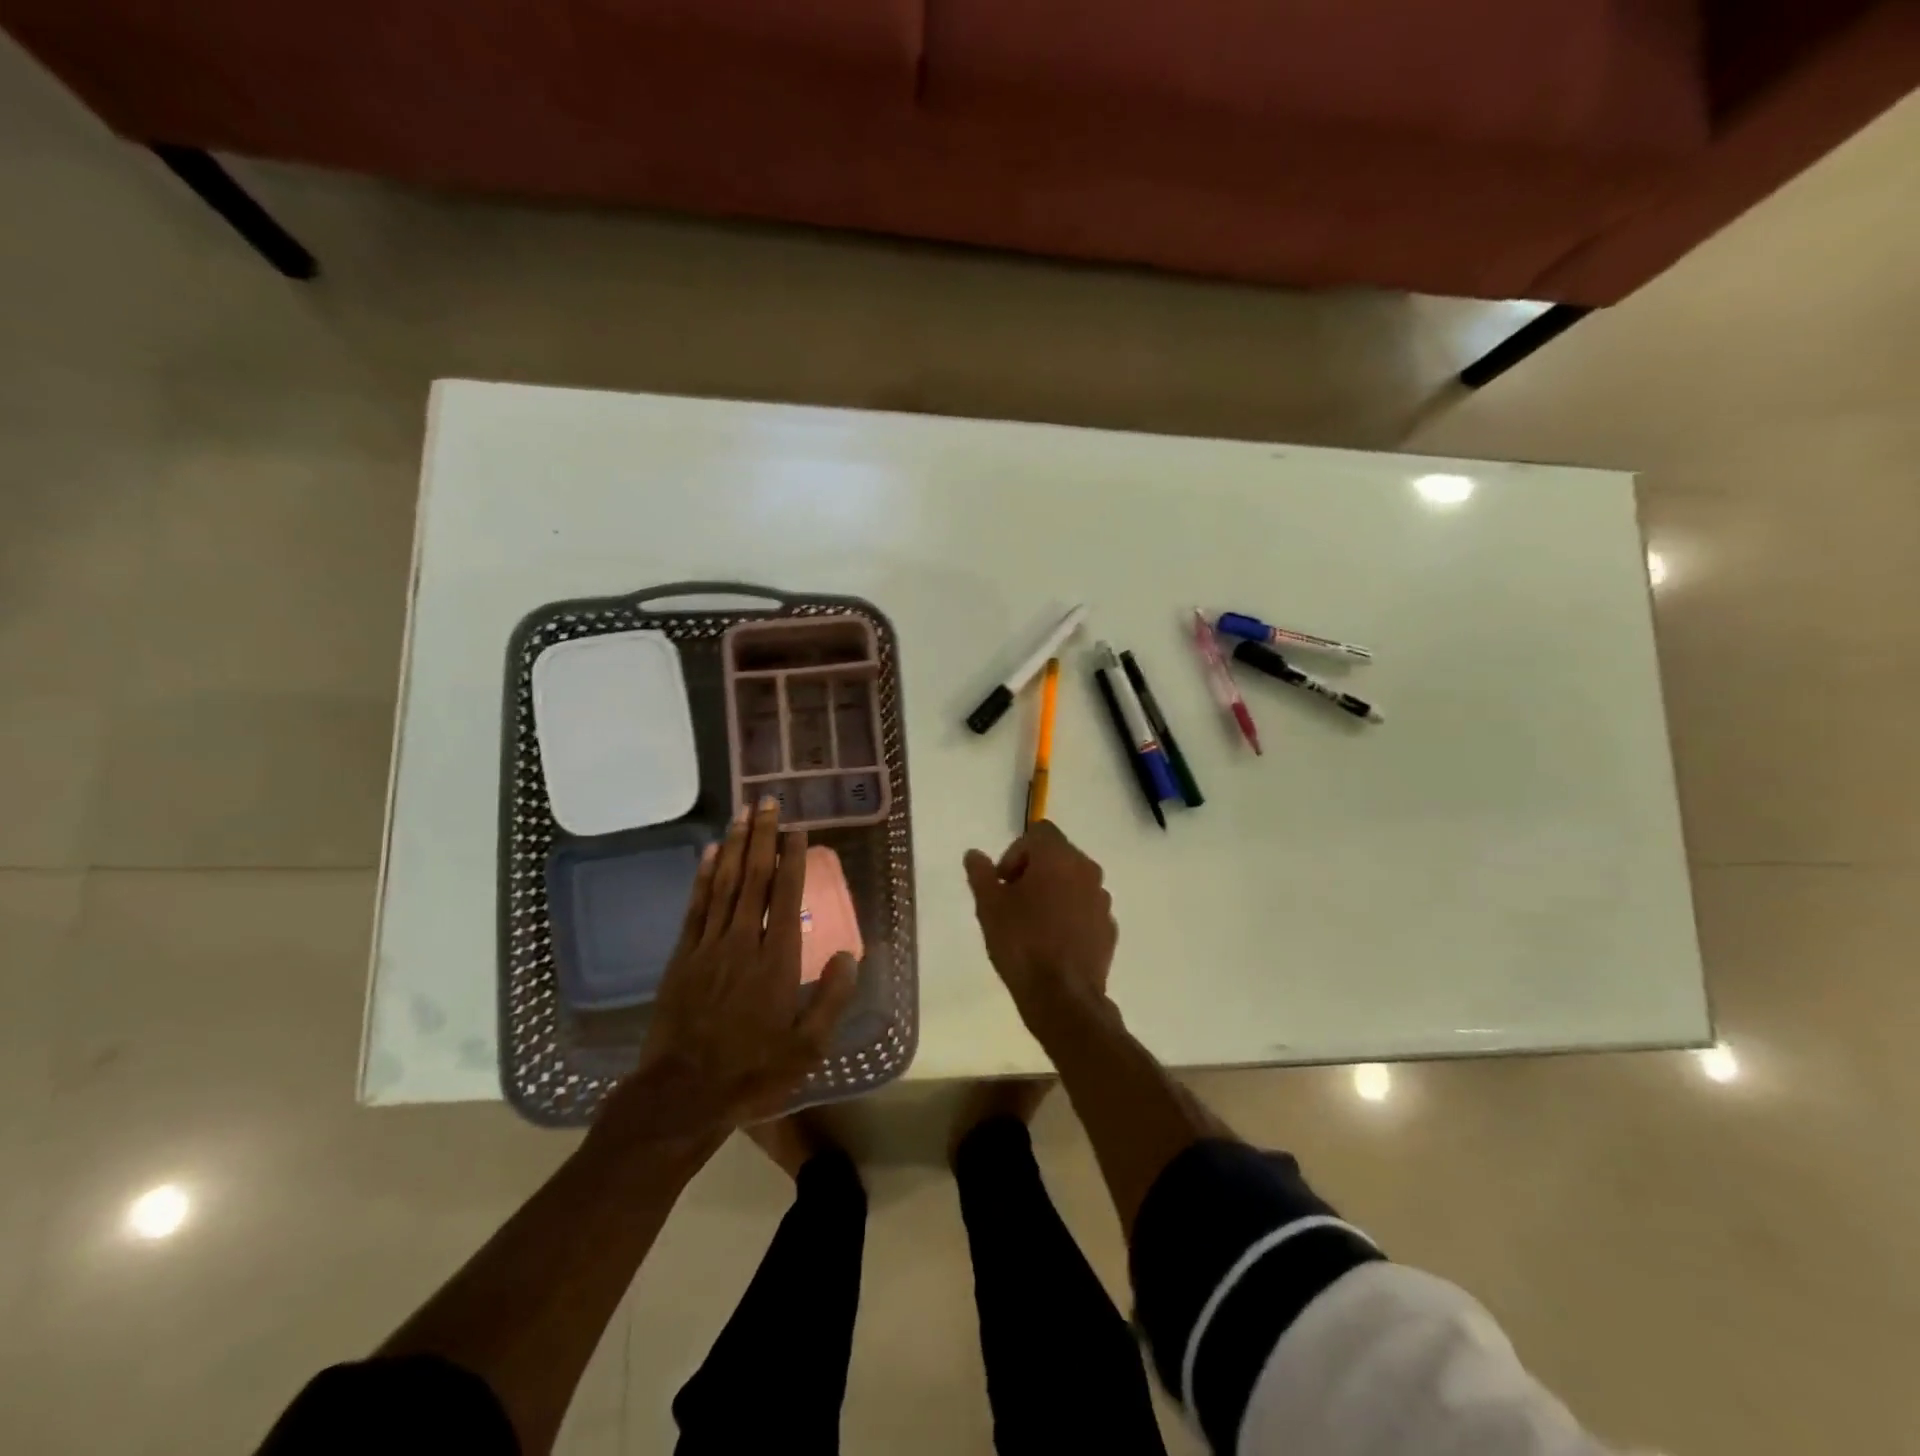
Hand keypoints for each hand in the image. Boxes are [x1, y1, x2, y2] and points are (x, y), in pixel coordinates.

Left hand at [598, 799, 858, 1145]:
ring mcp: (708, 947)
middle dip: (762, 837)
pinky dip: (702, 877)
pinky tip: (707, 853)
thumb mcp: (807, 1048)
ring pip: (723, 885)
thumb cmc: (752, 1072)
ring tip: (742, 813)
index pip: (786, 897)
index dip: (792, 860)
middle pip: (754, 879)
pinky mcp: (682, 958)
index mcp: (776, 961)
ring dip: (733, 846)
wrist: (683, 1096)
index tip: (797, 829)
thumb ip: (830, 999)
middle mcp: (742, 942)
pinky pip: (694, 907)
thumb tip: (848, 955)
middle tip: (768, 801)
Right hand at [963, 820, 1116, 1013]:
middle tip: (1012, 901)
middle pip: (1058, 855)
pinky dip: (1070, 915)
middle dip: (1034, 871)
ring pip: (1074, 882)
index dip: (1016, 852)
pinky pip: (1085, 909)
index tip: (1003, 882)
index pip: (1039, 832)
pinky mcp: (1109, 928)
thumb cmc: (1021, 943)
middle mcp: (1087, 870)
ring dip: (1054, 892)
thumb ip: (981, 874)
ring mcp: (1102, 900)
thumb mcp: (989, 907)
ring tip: (1032, 924)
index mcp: (1058, 857)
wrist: (1063, 997)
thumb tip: (974, 854)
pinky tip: (1053, 942)